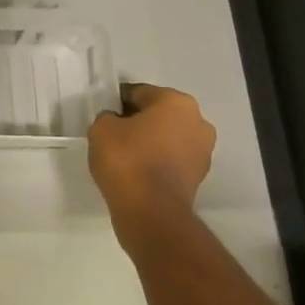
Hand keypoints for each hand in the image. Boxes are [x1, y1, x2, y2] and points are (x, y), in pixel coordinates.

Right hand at [88, 83, 215, 235]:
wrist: (151, 211)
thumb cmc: (127, 160)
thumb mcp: (101, 129)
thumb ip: (108, 117)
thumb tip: (116, 122)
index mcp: (176, 102)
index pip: (140, 93)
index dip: (118, 103)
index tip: (105, 117)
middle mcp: (198, 121)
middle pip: (159, 114)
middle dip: (139, 122)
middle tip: (114, 136)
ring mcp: (203, 150)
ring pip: (168, 137)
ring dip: (151, 142)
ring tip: (125, 158)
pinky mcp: (200, 176)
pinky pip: (173, 160)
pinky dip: (158, 162)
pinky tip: (138, 173)